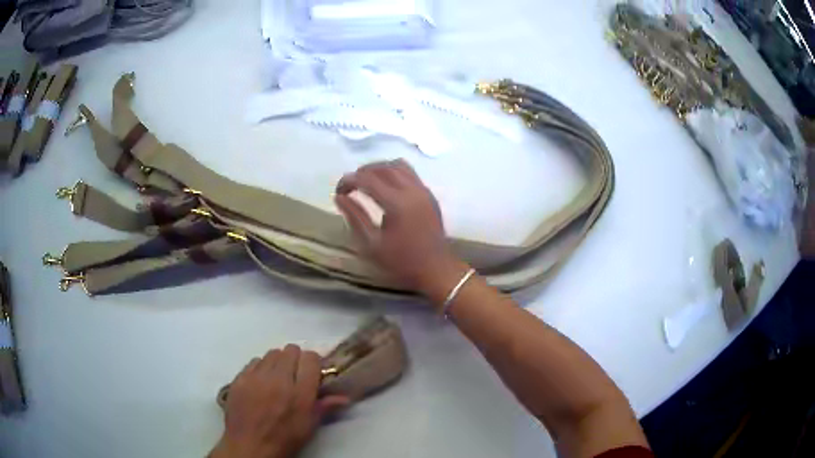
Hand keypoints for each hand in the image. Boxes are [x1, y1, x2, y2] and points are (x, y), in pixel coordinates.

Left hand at [210, 345, 348, 457]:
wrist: (250, 445)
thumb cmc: (285, 438)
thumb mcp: (309, 426)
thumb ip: (325, 406)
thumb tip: (345, 397)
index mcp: (300, 393)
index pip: (310, 358)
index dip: (313, 362)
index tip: (313, 371)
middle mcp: (278, 379)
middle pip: (291, 350)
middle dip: (296, 359)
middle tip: (295, 375)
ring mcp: (256, 377)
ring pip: (272, 353)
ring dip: (278, 362)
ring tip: (277, 378)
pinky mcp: (240, 377)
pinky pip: (254, 361)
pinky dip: (260, 367)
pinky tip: (261, 382)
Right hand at [335, 160, 468, 294]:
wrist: (436, 270)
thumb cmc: (402, 262)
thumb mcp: (372, 244)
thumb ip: (355, 217)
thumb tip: (339, 197)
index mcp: (396, 203)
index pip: (367, 179)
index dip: (349, 180)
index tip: (339, 191)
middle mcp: (411, 190)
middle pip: (383, 167)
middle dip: (362, 172)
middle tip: (350, 186)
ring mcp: (423, 190)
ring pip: (398, 165)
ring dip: (379, 168)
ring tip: (367, 182)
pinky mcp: (429, 194)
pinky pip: (409, 173)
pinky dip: (394, 172)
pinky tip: (386, 186)